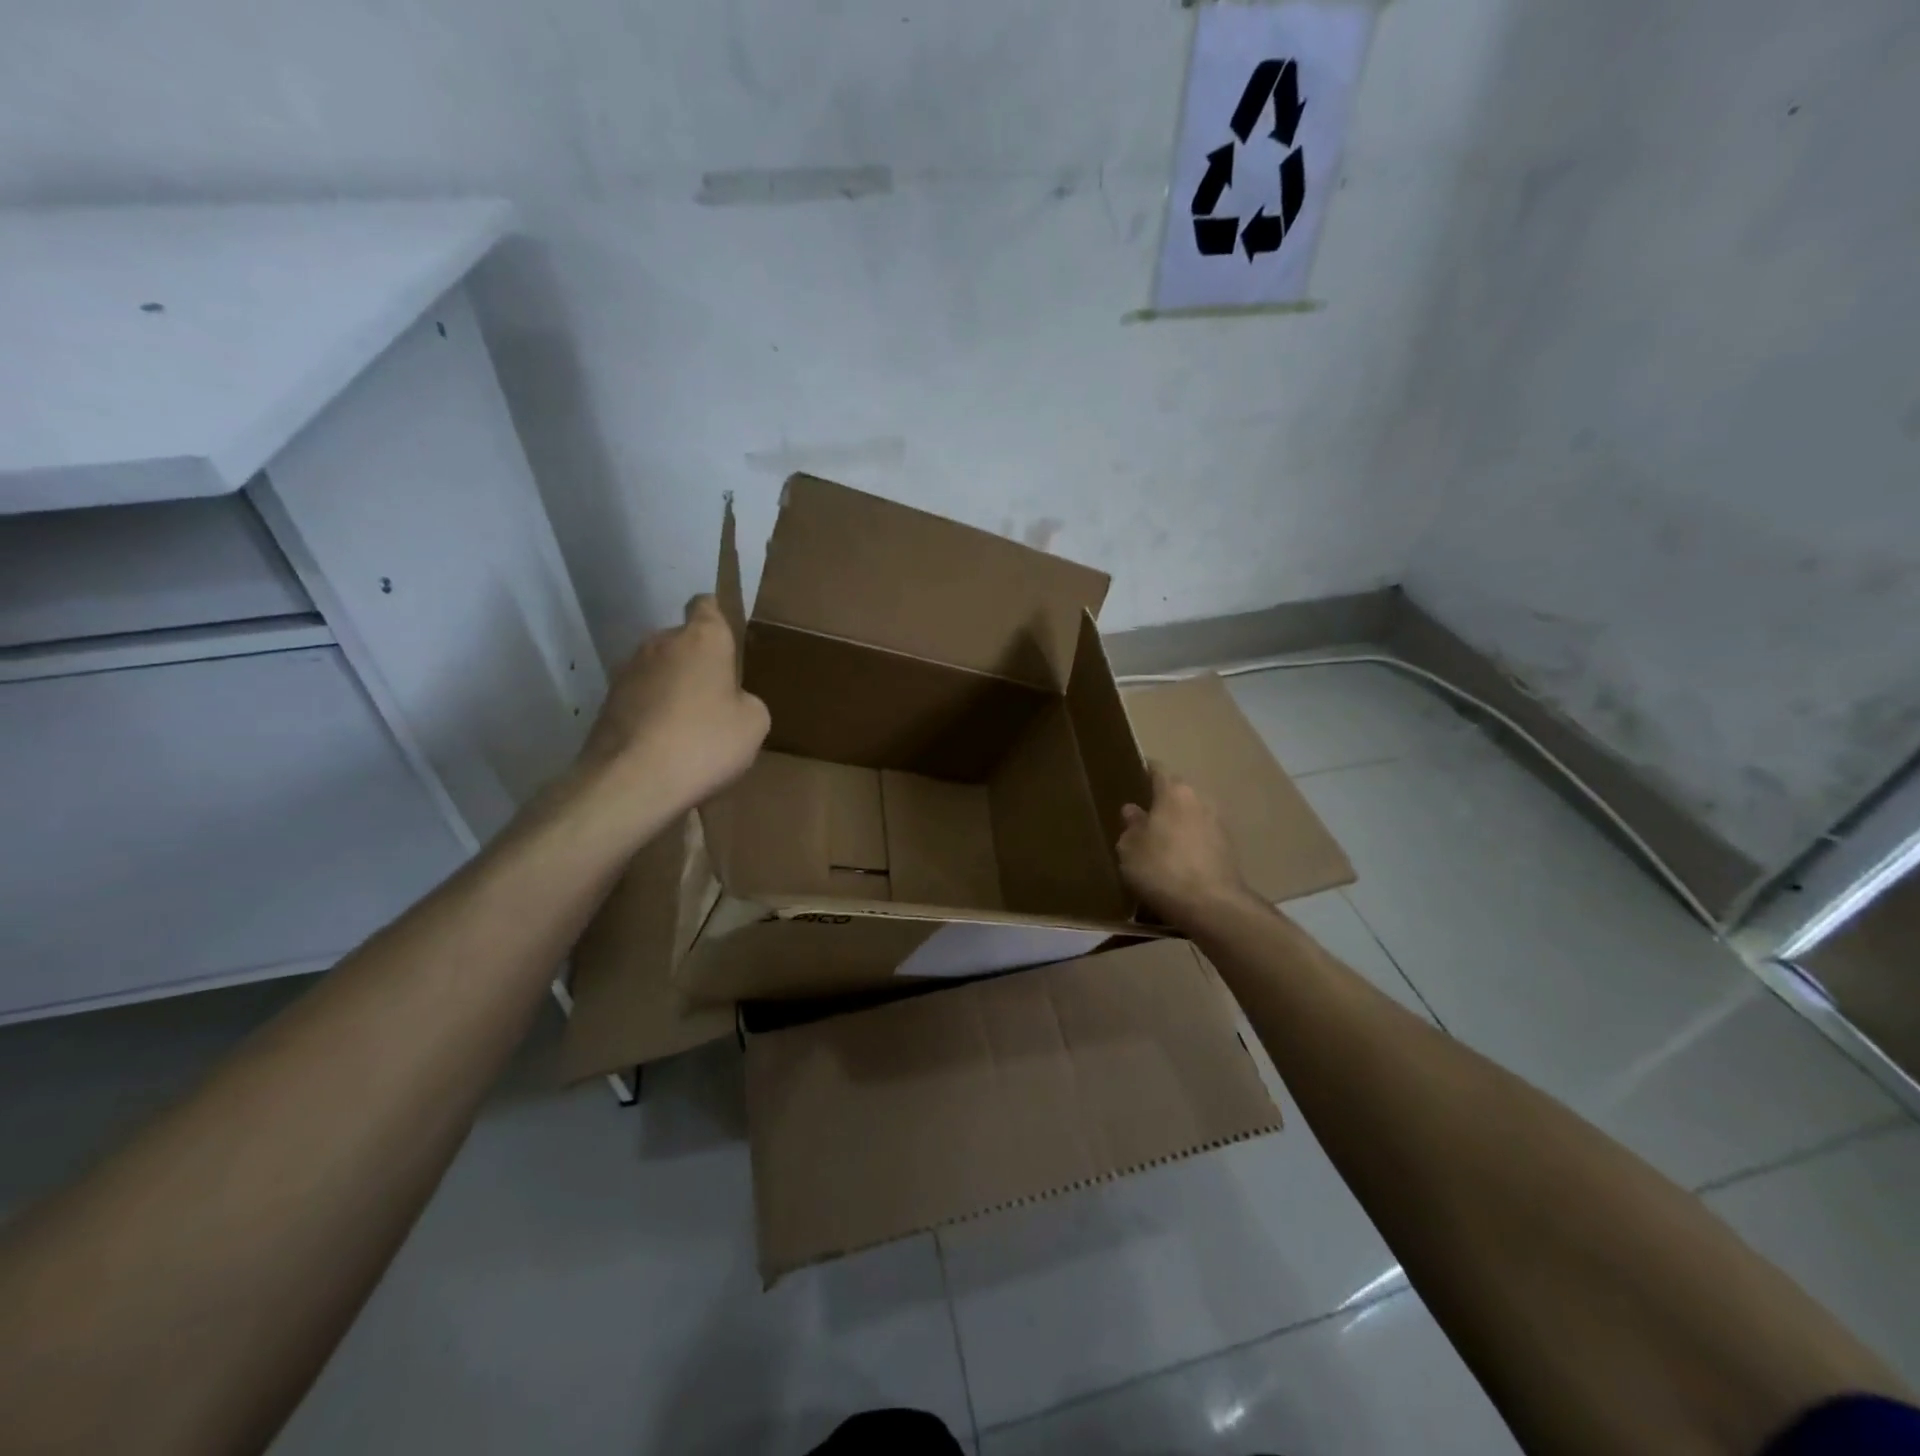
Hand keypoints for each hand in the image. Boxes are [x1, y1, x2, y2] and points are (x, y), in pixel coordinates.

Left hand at [578, 595, 769, 818]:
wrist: (630, 782)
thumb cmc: (704, 742)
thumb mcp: (754, 724)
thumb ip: (746, 700)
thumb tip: (730, 701)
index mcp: (702, 638)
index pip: (706, 605)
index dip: (718, 618)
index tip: (729, 643)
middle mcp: (660, 643)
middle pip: (683, 642)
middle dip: (697, 663)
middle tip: (716, 700)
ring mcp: (627, 671)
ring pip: (659, 671)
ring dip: (672, 690)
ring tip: (688, 730)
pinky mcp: (606, 703)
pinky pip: (640, 700)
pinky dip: (652, 714)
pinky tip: (664, 747)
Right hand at [1116, 765, 1258, 926]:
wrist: (1212, 905)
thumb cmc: (1162, 869)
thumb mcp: (1130, 849)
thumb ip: (1131, 826)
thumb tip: (1133, 810)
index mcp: (1174, 792)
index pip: (1157, 770)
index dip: (1144, 772)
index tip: (1132, 778)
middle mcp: (1200, 799)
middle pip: (1177, 792)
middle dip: (1162, 801)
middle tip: (1142, 816)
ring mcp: (1219, 823)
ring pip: (1192, 814)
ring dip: (1178, 823)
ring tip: (1160, 841)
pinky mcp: (1229, 848)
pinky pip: (1202, 836)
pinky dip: (1190, 842)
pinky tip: (1179, 860)